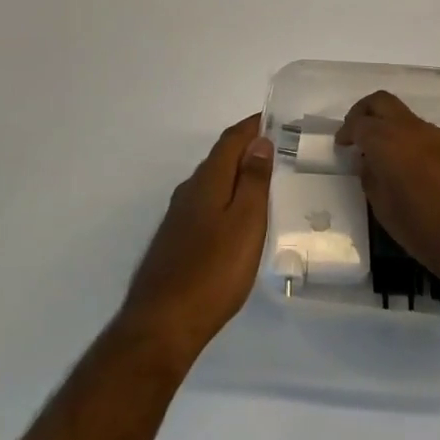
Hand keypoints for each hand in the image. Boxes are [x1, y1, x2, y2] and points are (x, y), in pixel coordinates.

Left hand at [120, 116, 273, 362]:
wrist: (163, 323)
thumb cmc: (214, 270)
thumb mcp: (246, 223)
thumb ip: (253, 181)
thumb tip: (259, 142)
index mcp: (208, 181)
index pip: (231, 140)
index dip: (252, 126)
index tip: (273, 117)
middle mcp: (189, 191)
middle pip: (220, 159)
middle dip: (245, 149)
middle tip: (276, 149)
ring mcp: (179, 216)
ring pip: (211, 183)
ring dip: (235, 174)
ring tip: (263, 181)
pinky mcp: (176, 240)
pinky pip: (205, 204)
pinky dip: (225, 197)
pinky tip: (236, 218)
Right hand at [337, 91, 439, 292]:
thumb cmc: (426, 231)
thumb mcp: (385, 211)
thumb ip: (371, 179)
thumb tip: (368, 163)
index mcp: (388, 141)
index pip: (359, 122)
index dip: (346, 132)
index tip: (341, 146)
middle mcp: (411, 129)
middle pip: (381, 102)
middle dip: (364, 112)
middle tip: (355, 135)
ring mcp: (436, 135)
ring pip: (403, 115)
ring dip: (388, 126)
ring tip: (380, 155)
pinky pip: (421, 131)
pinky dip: (406, 138)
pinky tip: (406, 165)